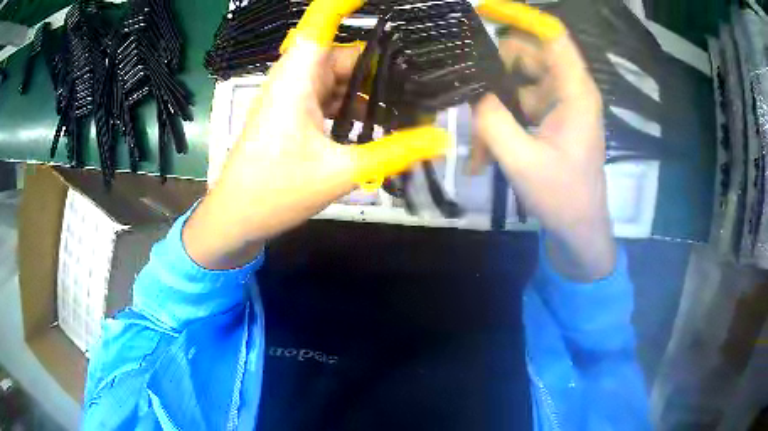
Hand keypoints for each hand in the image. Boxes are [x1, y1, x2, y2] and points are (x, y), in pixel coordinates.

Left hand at [183, 5, 447, 269]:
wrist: (236, 217)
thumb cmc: (275, 191)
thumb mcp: (339, 172)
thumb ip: (393, 152)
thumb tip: (441, 139)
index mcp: (298, 77)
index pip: (322, 20)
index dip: (347, 2)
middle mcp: (295, 77)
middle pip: (345, 54)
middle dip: (382, 64)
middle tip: (423, 82)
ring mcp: (294, 95)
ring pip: (339, 77)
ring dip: (370, 89)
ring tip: (409, 106)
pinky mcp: (294, 113)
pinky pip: (331, 96)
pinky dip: (354, 105)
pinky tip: (379, 123)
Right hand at [472, 30, 615, 280]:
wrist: (579, 229)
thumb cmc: (562, 197)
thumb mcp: (522, 161)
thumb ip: (492, 120)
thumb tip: (471, 90)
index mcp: (575, 92)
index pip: (553, 36)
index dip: (521, 17)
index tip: (485, 11)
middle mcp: (569, 89)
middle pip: (527, 54)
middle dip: (495, 71)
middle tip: (471, 97)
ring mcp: (559, 103)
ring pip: (518, 81)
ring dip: (494, 105)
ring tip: (479, 143)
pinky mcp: (551, 117)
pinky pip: (519, 104)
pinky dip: (501, 121)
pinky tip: (487, 153)